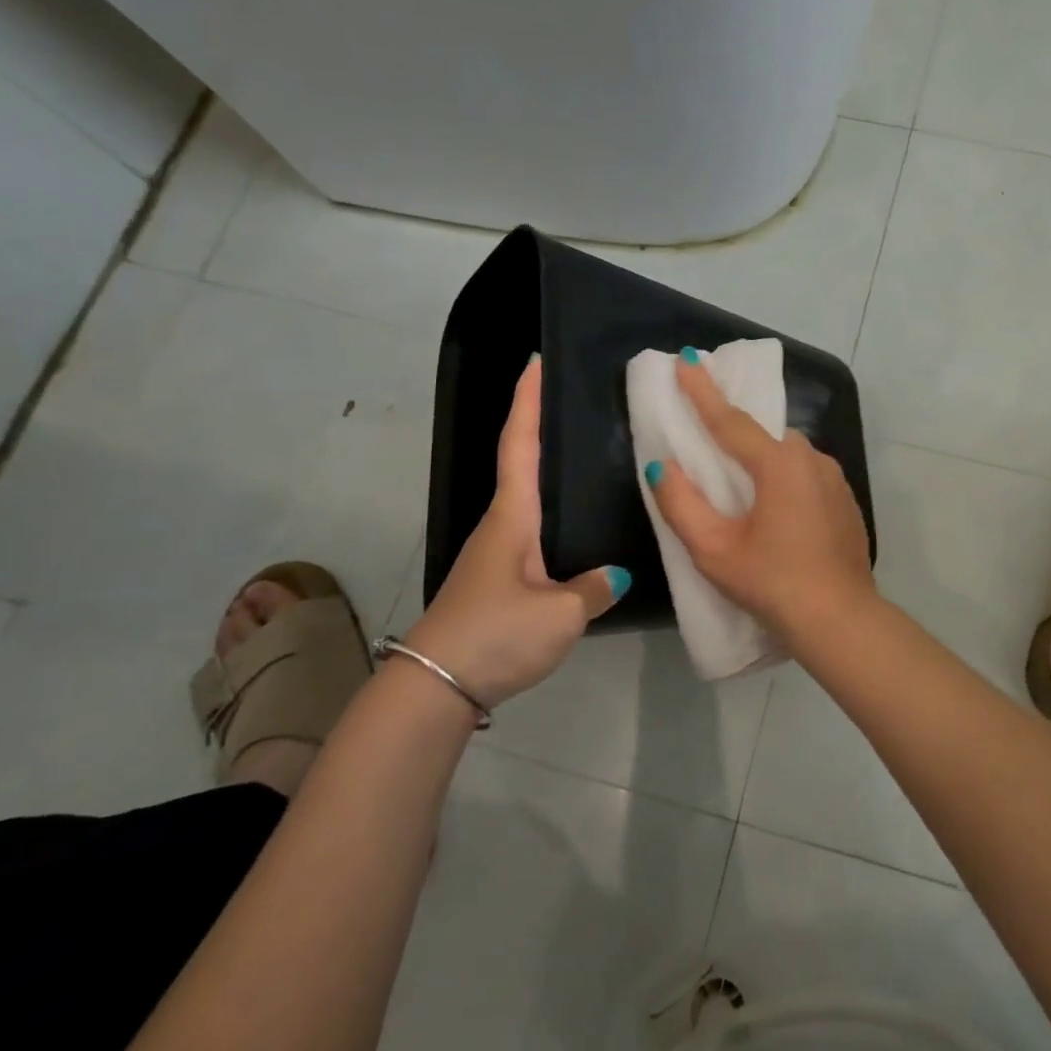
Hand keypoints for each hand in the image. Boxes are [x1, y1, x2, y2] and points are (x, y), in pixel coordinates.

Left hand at [407, 357, 624, 707]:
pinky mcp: (499, 583)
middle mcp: (501, 526)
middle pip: (521, 464)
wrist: (435, 688)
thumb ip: (593, 589)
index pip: (521, 446)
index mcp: (512, 518)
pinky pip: (534, 535)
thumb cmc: (496, 634)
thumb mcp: (560, 615)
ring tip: (590, 459)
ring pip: (529, 502)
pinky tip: (578, 531)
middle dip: (541, 427)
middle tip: (579, 403)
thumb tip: (615, 575)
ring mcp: (496, 556)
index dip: (528, 402)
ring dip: (549, 473)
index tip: (535, 363)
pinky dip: (554, 517)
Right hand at [648, 358, 876, 650]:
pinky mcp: (846, 501)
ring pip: (789, 455)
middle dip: (736, 431)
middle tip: (710, 437)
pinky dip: (786, 480)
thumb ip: (681, 504)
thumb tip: (660, 466)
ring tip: (742, 486)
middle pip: (764, 435)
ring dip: (763, 459)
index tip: (686, 359)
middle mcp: (811, 460)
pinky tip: (778, 511)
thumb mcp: (714, 550)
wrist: (840, 620)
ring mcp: (835, 480)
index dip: (703, 390)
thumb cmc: (772, 583)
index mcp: (779, 464)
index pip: (730, 419)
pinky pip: (807, 476)